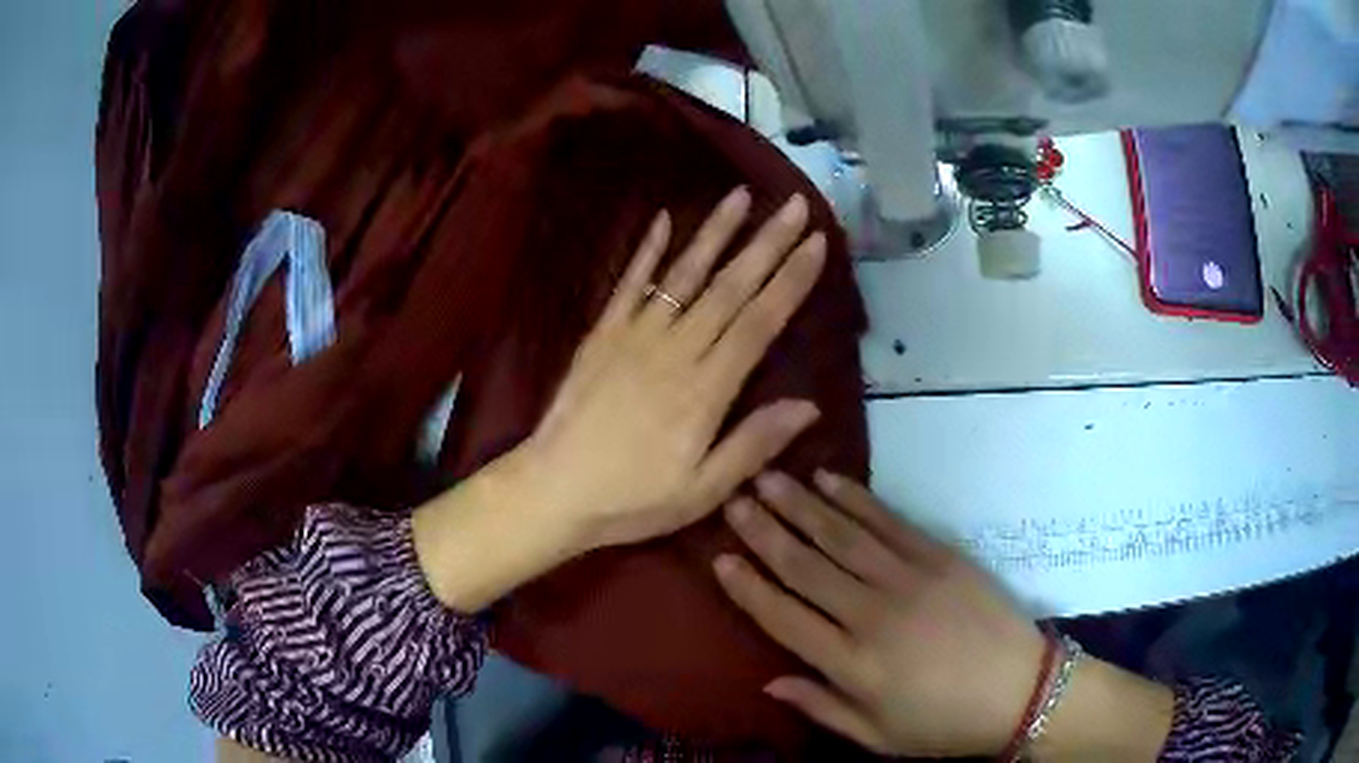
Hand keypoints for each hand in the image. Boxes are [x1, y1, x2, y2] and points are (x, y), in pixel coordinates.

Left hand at [521, 187, 827, 551]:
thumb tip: (810, 406)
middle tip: (795, 205)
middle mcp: (676, 349)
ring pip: (684, 274)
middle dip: (767, 242)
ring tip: (740, 195)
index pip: (760, 322)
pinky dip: (646, 250)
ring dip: (714, 232)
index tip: (815, 243)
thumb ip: (754, 444)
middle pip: (730, 286)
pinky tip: (662, 218)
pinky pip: (628, 283)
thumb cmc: (633, 499)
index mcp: (706, 389)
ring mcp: (635, 335)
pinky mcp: (602, 334)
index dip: (791, 280)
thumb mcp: (703, 491)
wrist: (554, 490)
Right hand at [714, 471, 1045, 757]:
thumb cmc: (943, 723)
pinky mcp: (939, 556)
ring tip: (767, 479)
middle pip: (805, 566)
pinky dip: (855, 499)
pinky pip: (888, 521)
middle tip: (733, 499)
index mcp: (852, 664)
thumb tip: (768, 680)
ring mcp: (908, 578)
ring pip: (841, 535)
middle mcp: (871, 614)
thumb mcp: (876, 736)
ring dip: (800, 505)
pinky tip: (828, 480)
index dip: (748, 587)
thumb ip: (821, 706)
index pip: (784, 617)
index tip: (719, 558)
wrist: (1019, 690)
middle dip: (765, 531)